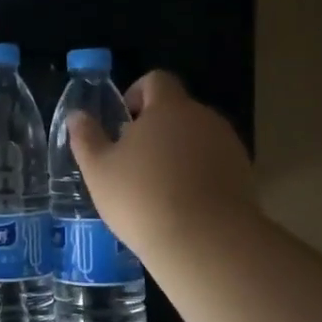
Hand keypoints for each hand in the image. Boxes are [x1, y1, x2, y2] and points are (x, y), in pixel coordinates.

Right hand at [67, 70, 255, 261]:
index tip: (123, 121)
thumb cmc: (142, 197)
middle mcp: (204, 118)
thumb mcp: (98, 170)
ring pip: (198, 139)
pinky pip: (215, 165)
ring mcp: (229, 147)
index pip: (157, 80)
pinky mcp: (245, 176)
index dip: (137, 93)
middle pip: (179, 111)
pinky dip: (199, 175)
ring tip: (158, 188)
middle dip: (156, 128)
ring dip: (178, 153)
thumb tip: (77, 115)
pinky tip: (183, 206)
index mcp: (169, 108)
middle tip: (133, 161)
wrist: (206, 241)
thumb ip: (86, 138)